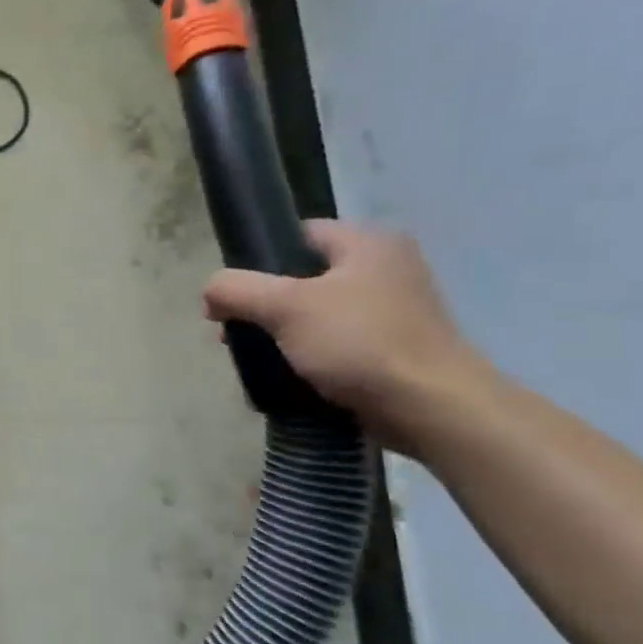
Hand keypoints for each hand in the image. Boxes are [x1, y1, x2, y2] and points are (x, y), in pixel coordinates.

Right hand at [203, 221, 492, 452]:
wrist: (432, 408)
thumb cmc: (359, 343)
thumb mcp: (284, 307)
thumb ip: (236, 289)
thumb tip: (210, 292)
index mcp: (369, 244)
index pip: (299, 234)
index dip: (258, 259)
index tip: (234, 293)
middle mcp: (387, 269)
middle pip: (302, 277)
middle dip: (263, 304)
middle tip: (237, 331)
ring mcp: (394, 312)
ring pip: (315, 314)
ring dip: (281, 334)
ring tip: (257, 358)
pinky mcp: (393, 350)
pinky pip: (334, 344)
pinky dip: (307, 356)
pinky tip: (287, 376)